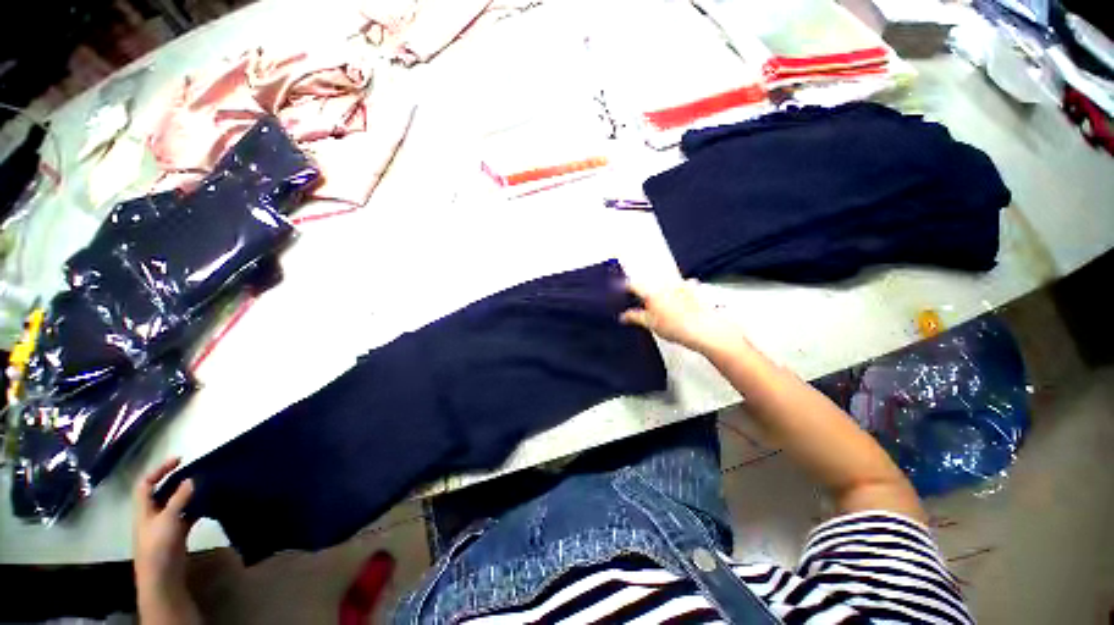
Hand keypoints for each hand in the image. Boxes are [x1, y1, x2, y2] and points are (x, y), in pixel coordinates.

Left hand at [134, 458, 200, 623]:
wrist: (162, 575)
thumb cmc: (159, 544)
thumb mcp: (168, 519)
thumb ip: (180, 498)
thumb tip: (191, 478)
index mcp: (144, 509)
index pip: (146, 483)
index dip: (159, 469)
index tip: (179, 459)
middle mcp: (152, 514)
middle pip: (162, 492)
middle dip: (176, 481)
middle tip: (195, 471)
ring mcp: (165, 525)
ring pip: (176, 504)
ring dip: (188, 494)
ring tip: (205, 485)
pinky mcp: (177, 534)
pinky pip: (186, 515)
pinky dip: (196, 508)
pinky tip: (208, 504)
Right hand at [620, 280, 746, 354]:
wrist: (701, 328)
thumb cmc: (675, 326)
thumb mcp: (649, 324)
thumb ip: (634, 317)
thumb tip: (624, 316)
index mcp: (651, 292)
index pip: (633, 285)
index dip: (625, 287)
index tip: (623, 289)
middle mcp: (664, 284)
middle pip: (649, 282)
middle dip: (644, 288)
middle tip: (642, 299)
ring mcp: (679, 285)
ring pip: (666, 282)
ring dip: (662, 288)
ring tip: (662, 301)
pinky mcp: (693, 288)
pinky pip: (683, 284)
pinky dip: (680, 289)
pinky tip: (680, 298)